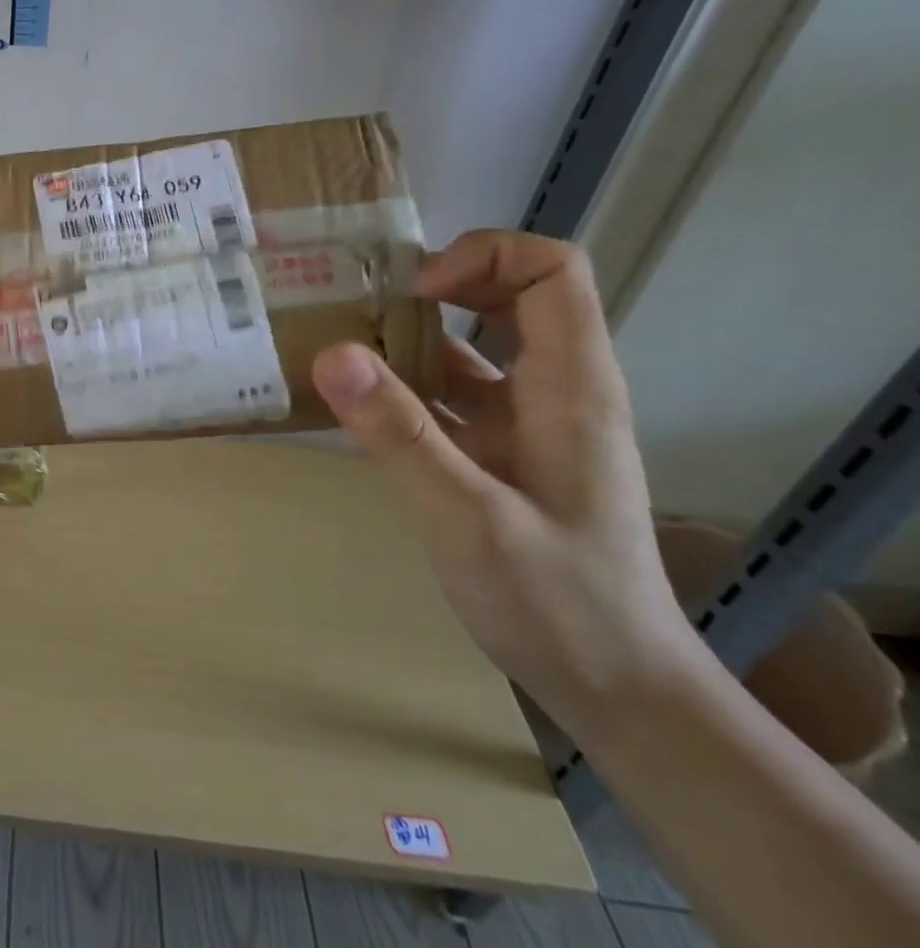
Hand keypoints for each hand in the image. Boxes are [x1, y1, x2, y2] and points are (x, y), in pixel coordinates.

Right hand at [311, 230, 698, 733]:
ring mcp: (525, 423)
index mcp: (569, 387)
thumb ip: (400, 434)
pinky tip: (350, 404)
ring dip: (405, 337)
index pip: (550, 271)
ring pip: (469, 347)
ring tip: (333, 343)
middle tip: (357, 305)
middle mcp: (553, 390)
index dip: (480, 258)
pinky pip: (448, 396)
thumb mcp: (468, 518)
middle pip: (509, 294)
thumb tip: (331, 351)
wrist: (615, 689)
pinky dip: (400, 385)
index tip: (410, 294)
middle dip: (432, 286)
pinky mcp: (499, 453)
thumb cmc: (558, 604)